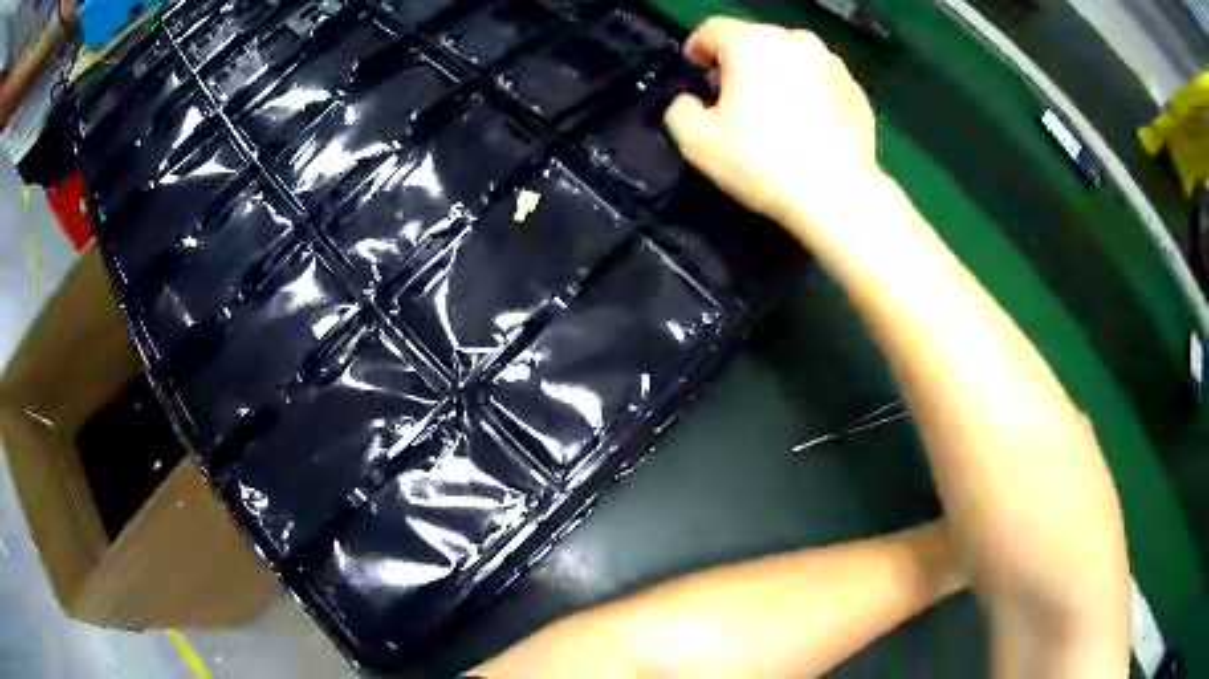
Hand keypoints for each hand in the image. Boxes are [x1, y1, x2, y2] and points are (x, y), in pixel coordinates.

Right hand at [664, 18, 882, 239]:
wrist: (838, 195)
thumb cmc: (762, 162)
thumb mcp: (697, 142)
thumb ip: (679, 110)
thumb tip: (689, 100)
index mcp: (751, 42)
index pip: (713, 29)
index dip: (697, 49)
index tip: (696, 73)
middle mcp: (795, 40)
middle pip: (755, 40)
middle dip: (739, 63)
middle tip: (734, 98)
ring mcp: (832, 64)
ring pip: (791, 59)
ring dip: (776, 75)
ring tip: (774, 113)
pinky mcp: (857, 91)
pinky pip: (821, 81)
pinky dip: (809, 94)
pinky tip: (807, 127)